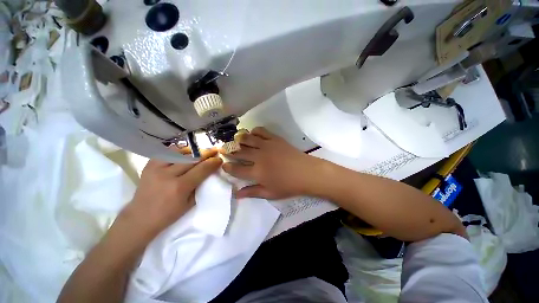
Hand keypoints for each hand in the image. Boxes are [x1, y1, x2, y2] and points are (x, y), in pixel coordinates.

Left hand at [123, 148, 222, 235]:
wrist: (140, 218)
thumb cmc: (168, 214)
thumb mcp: (190, 203)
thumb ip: (200, 186)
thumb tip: (210, 172)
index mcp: (180, 187)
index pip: (201, 169)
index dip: (212, 163)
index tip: (219, 159)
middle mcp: (168, 175)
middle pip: (192, 158)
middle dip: (205, 154)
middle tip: (214, 151)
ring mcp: (156, 168)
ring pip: (179, 152)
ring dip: (193, 151)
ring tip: (200, 152)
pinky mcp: (149, 165)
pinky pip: (167, 153)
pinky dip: (178, 151)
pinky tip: (184, 153)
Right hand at [222, 127, 320, 199]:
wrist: (306, 172)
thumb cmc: (289, 185)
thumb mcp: (270, 193)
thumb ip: (252, 192)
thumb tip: (236, 194)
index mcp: (257, 172)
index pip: (236, 169)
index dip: (228, 167)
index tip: (224, 164)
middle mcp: (259, 157)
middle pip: (239, 152)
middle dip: (228, 150)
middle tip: (223, 149)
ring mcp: (267, 145)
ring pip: (247, 139)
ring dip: (238, 139)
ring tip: (235, 140)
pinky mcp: (275, 138)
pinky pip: (261, 131)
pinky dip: (254, 131)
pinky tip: (252, 134)